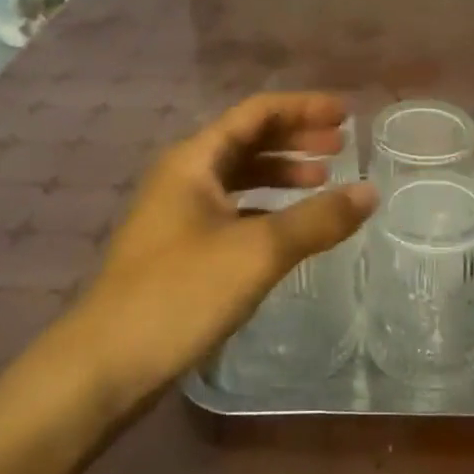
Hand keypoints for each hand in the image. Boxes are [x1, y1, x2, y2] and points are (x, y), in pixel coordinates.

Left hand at [71, 93, 377, 405]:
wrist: (104, 365)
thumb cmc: (180, 293)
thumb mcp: (258, 251)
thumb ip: (317, 219)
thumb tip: (369, 192)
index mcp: (195, 160)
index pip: (256, 113)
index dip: (303, 108)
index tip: (345, 114)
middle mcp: (183, 175)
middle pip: (248, 139)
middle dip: (296, 137)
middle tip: (342, 145)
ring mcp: (177, 212)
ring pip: (239, 176)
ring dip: (281, 172)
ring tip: (324, 178)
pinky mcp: (179, 247)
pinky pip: (232, 208)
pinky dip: (266, 206)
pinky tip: (289, 224)